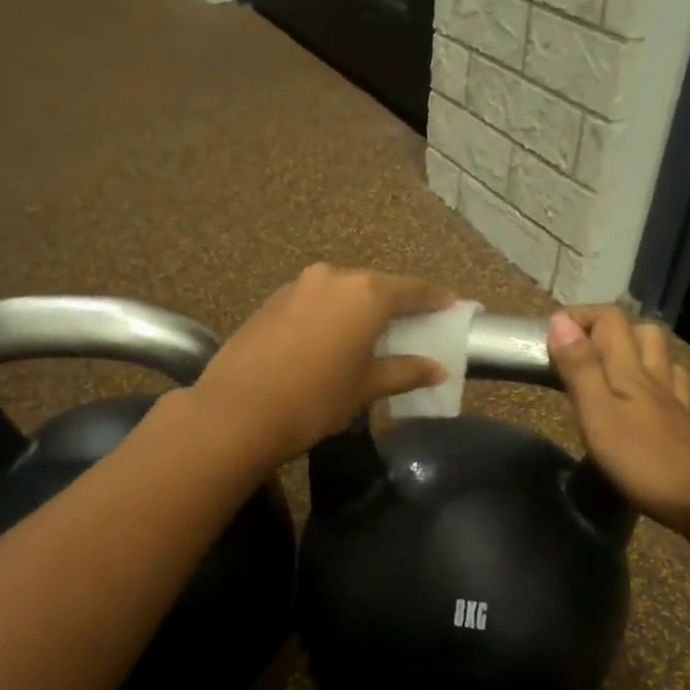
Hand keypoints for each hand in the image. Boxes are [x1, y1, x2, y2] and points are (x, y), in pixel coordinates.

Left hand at [192, 265, 455, 465]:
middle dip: (395, 303)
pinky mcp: (271, 301)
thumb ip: (405, 371)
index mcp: (365, 293)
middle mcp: (332, 278)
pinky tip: (330, 337)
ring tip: (370, 332)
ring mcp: (297, 286)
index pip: (412, 289)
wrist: (237, 411)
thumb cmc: (314, 400)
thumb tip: (437, 368)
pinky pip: (314, 301)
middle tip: (412, 323)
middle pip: (375, 286)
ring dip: (359, 308)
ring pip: (341, 292)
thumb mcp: (366, 388)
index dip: (434, 299)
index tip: (452, 304)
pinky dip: (330, 314)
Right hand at [547, 306, 689, 540]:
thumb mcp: (597, 412)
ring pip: (658, 357)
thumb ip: (579, 368)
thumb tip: (559, 322)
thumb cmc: (641, 458)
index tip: (549, 333)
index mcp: (628, 369)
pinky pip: (670, 386)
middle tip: (576, 349)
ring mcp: (671, 400)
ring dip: (633, 350)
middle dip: (607, 329)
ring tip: (605, 367)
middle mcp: (653, 376)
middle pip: (639, 331)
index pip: (609, 320)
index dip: (579, 317)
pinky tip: (642, 395)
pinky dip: (654, 380)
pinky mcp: (681, 423)